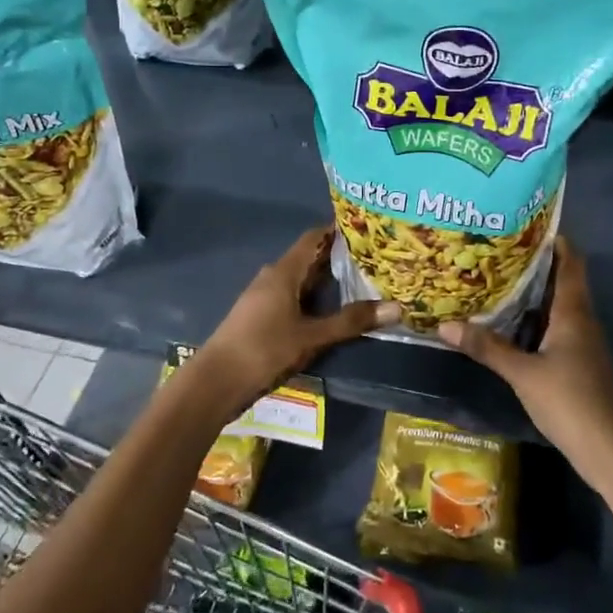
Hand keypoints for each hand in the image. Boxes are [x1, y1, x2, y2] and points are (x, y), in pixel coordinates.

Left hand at [191, 226, 399, 414]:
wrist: (215, 383)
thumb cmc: (263, 350)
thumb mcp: (312, 337)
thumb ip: (351, 321)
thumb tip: (397, 308)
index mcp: (284, 272)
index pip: (315, 238)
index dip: (340, 230)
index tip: (370, 229)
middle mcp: (273, 277)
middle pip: (311, 259)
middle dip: (341, 258)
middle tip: (377, 258)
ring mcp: (265, 298)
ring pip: (303, 281)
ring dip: (329, 281)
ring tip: (364, 282)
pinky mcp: (262, 317)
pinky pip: (295, 298)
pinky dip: (316, 299)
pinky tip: (334, 310)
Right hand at [438, 238, 612, 513]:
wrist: (609, 450)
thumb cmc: (570, 402)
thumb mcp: (523, 374)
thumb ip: (486, 348)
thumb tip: (444, 325)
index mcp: (574, 313)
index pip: (571, 262)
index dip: (554, 239)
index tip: (525, 223)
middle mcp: (582, 320)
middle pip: (562, 280)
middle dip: (534, 263)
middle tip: (496, 249)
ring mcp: (583, 343)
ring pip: (557, 305)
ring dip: (532, 291)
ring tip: (495, 279)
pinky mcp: (578, 362)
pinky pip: (555, 327)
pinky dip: (534, 318)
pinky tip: (509, 323)